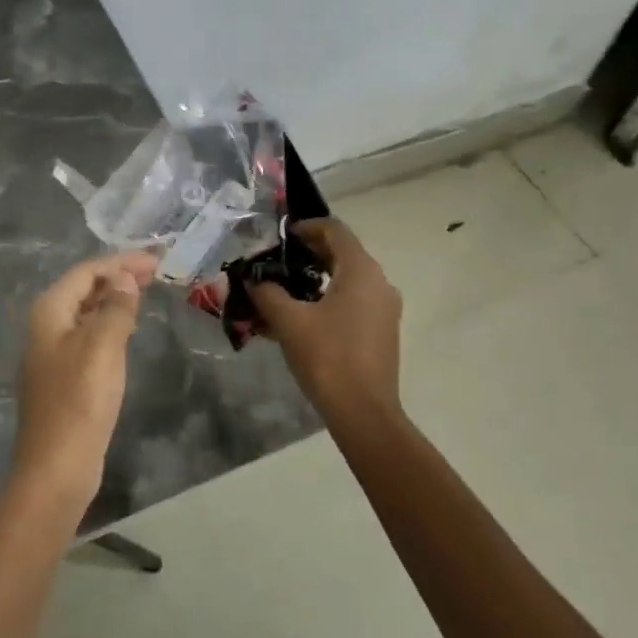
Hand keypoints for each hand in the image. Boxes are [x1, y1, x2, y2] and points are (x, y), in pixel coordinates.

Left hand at [14, 251, 158, 503]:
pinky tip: (127, 329)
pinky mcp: (65, 377)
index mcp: (49, 312)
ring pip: (86, 313)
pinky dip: (109, 324)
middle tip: (155, 272)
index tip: (156, 260)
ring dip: (113, 299)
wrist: (57, 467)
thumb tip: (123, 276)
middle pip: (83, 289)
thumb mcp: (102, 346)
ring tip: (145, 292)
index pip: (86, 272)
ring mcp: (53, 353)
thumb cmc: (80, 400)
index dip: (121, 262)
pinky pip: (88, 336)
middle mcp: (45, 327)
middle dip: (117, 277)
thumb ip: (115, 307)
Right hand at [253, 219, 403, 429]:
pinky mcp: (383, 330)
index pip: (335, 230)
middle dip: (311, 251)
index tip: (281, 235)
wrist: (363, 411)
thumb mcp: (288, 321)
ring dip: (320, 275)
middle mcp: (379, 282)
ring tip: (288, 286)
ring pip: (350, 277)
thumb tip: (252, 278)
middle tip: (279, 259)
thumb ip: (267, 293)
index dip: (307, 226)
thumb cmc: (327, 357)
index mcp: (361, 270)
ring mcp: (385, 307)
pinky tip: (306, 313)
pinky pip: (356, 299)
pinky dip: (332, 296)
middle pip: (344, 252)